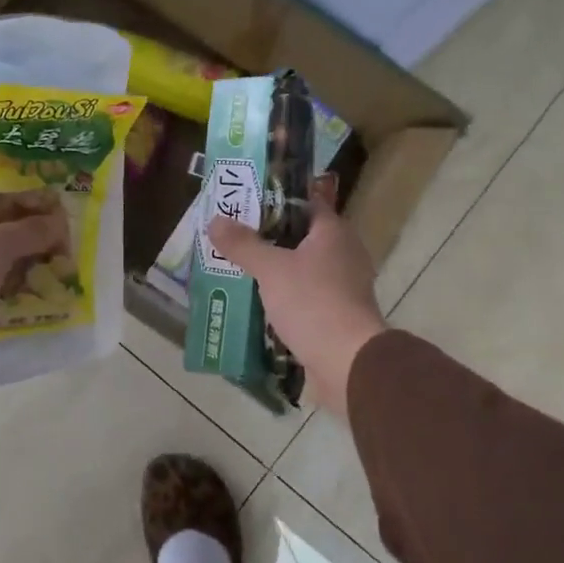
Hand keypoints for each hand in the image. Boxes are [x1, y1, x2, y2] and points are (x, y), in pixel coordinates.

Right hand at [207, 181, 387, 414]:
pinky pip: (306, 295)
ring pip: (302, 267)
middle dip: (268, 237)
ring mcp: (344, 285)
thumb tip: (215, 220)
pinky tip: (257, 300)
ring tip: (238, 267)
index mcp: (334, 232)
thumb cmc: (312, 302)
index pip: (304, 203)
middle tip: (233, 236)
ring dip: (275, 268)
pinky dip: (284, 295)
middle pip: (300, 236)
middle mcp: (344, 253)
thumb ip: (243, 244)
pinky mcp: (338, 314)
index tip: (244, 203)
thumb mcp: (270, 269)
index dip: (274, 200)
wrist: (347, 362)